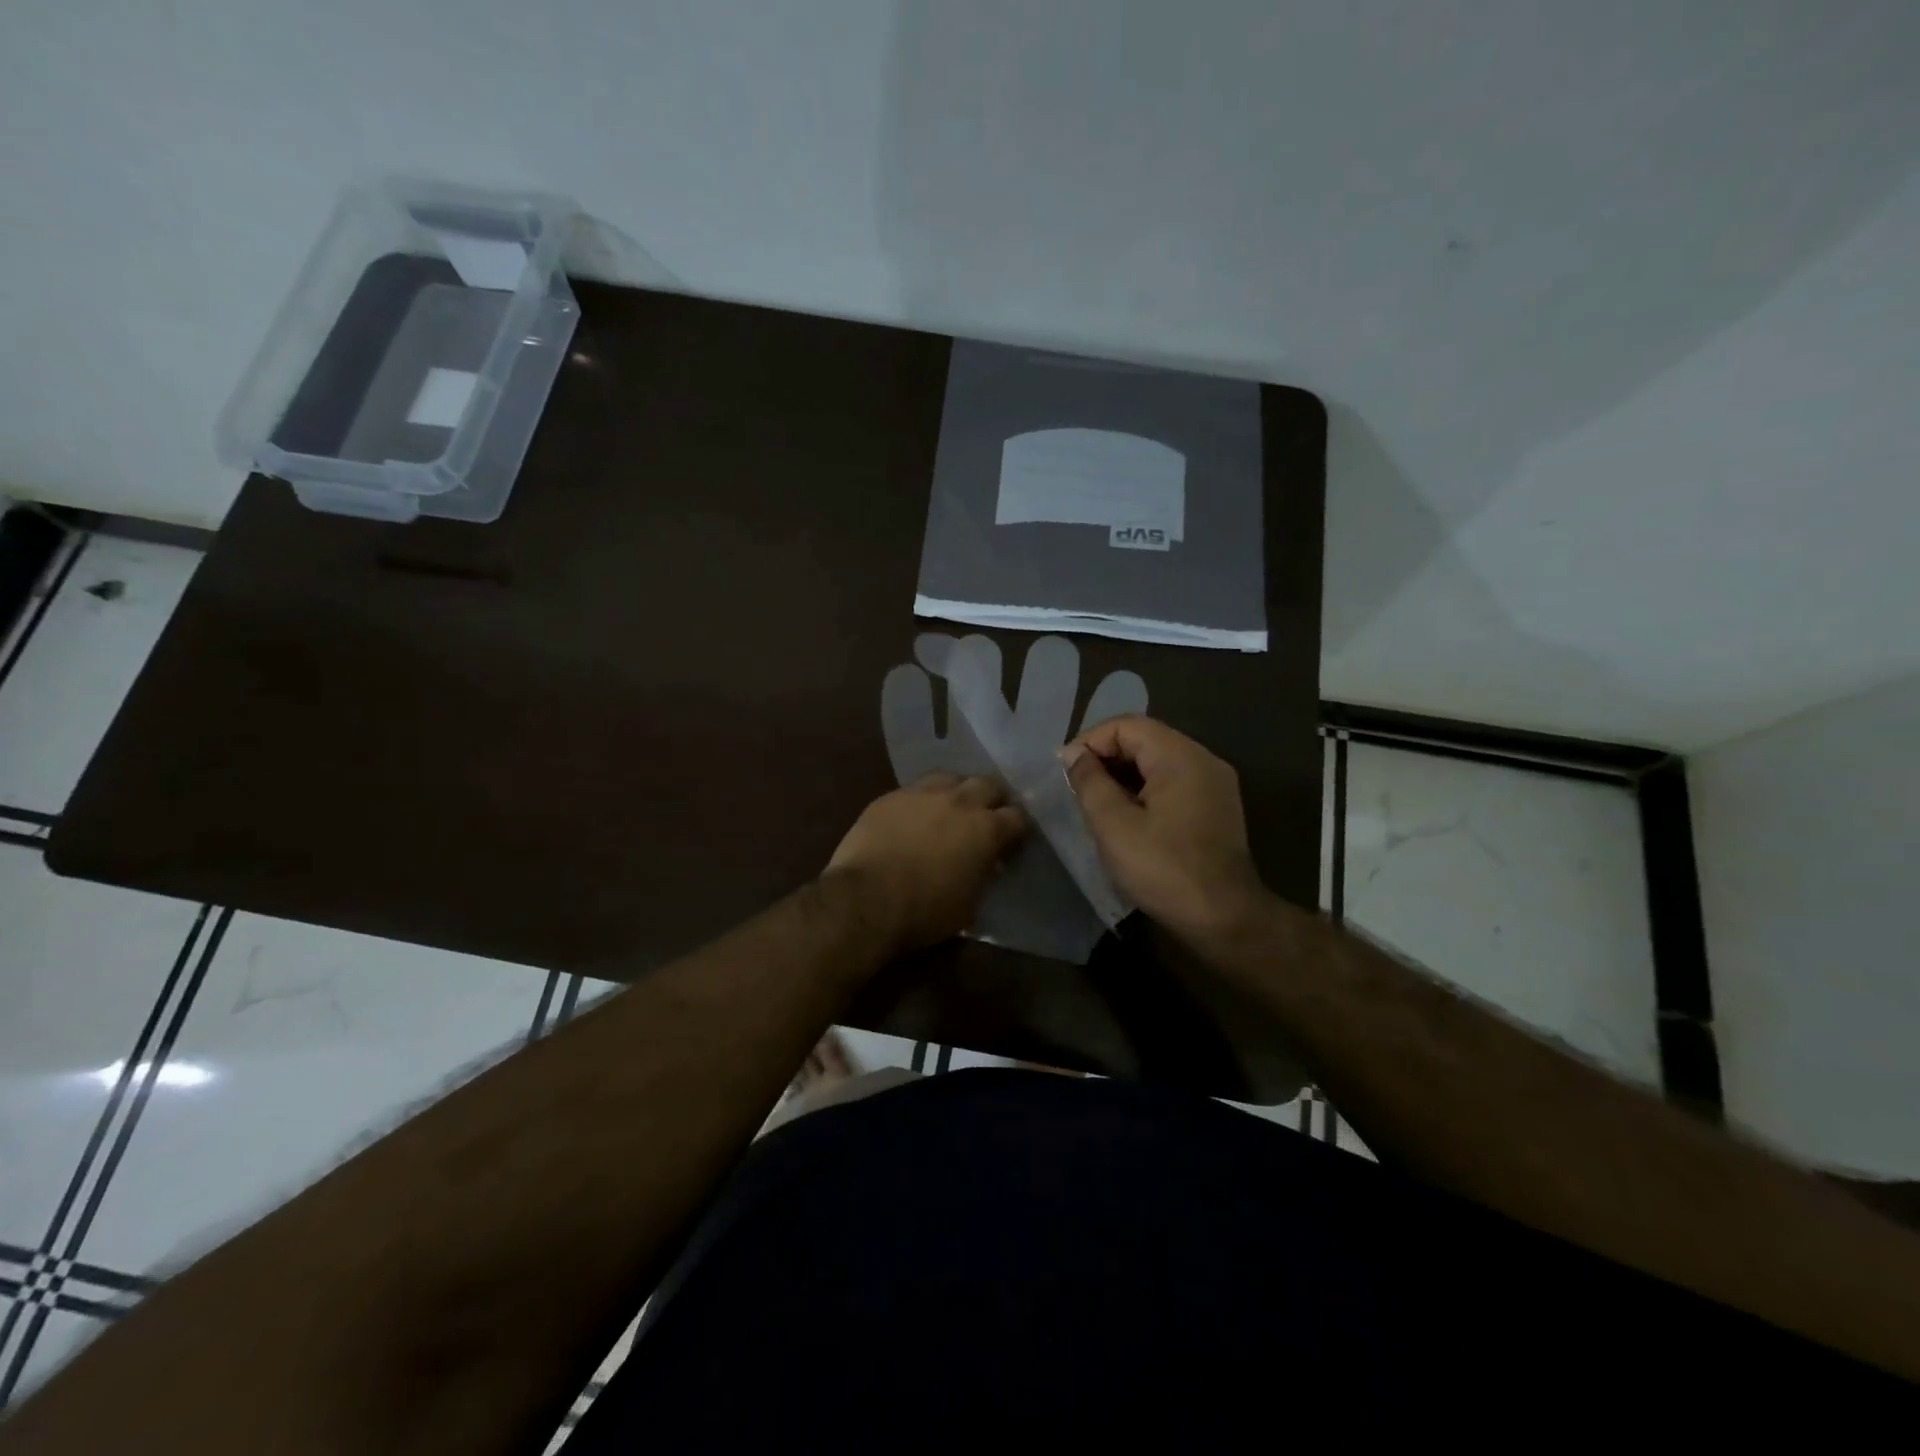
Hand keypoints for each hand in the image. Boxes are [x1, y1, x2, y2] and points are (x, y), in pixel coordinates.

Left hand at [826, 774, 1028, 952]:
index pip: (1017, 817)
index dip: (1018, 828)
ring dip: (958, 790)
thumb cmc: (925, 911)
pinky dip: (923, 800)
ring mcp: (923, 793)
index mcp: (986, 829)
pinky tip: (915, 816)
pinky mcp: (891, 796)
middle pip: (989, 784)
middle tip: (988, 815)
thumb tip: (986, 864)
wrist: (866, 898)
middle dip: (994, 798)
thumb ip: (983, 874)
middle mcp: (960, 801)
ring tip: (952, 808)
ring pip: (951, 778)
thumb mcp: (969, 903)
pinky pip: (916, 789)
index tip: (1013, 840)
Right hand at [1060, 716, 1268, 945]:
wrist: (1225, 919)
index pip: (1126, 726)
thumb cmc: (1163, 869)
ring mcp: (1215, 783)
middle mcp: (1203, 759)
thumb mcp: (1113, 825)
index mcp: (1180, 756)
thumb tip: (1074, 755)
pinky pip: (1174, 781)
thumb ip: (1090, 782)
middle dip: (1106, 756)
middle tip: (1076, 786)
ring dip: (1124, 774)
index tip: (1065, 770)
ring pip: (1159, 760)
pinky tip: (1127, 815)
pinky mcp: (1217, 806)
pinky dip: (1145, 788)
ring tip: (1096, 801)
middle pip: (1145, 738)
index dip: (1090, 741)